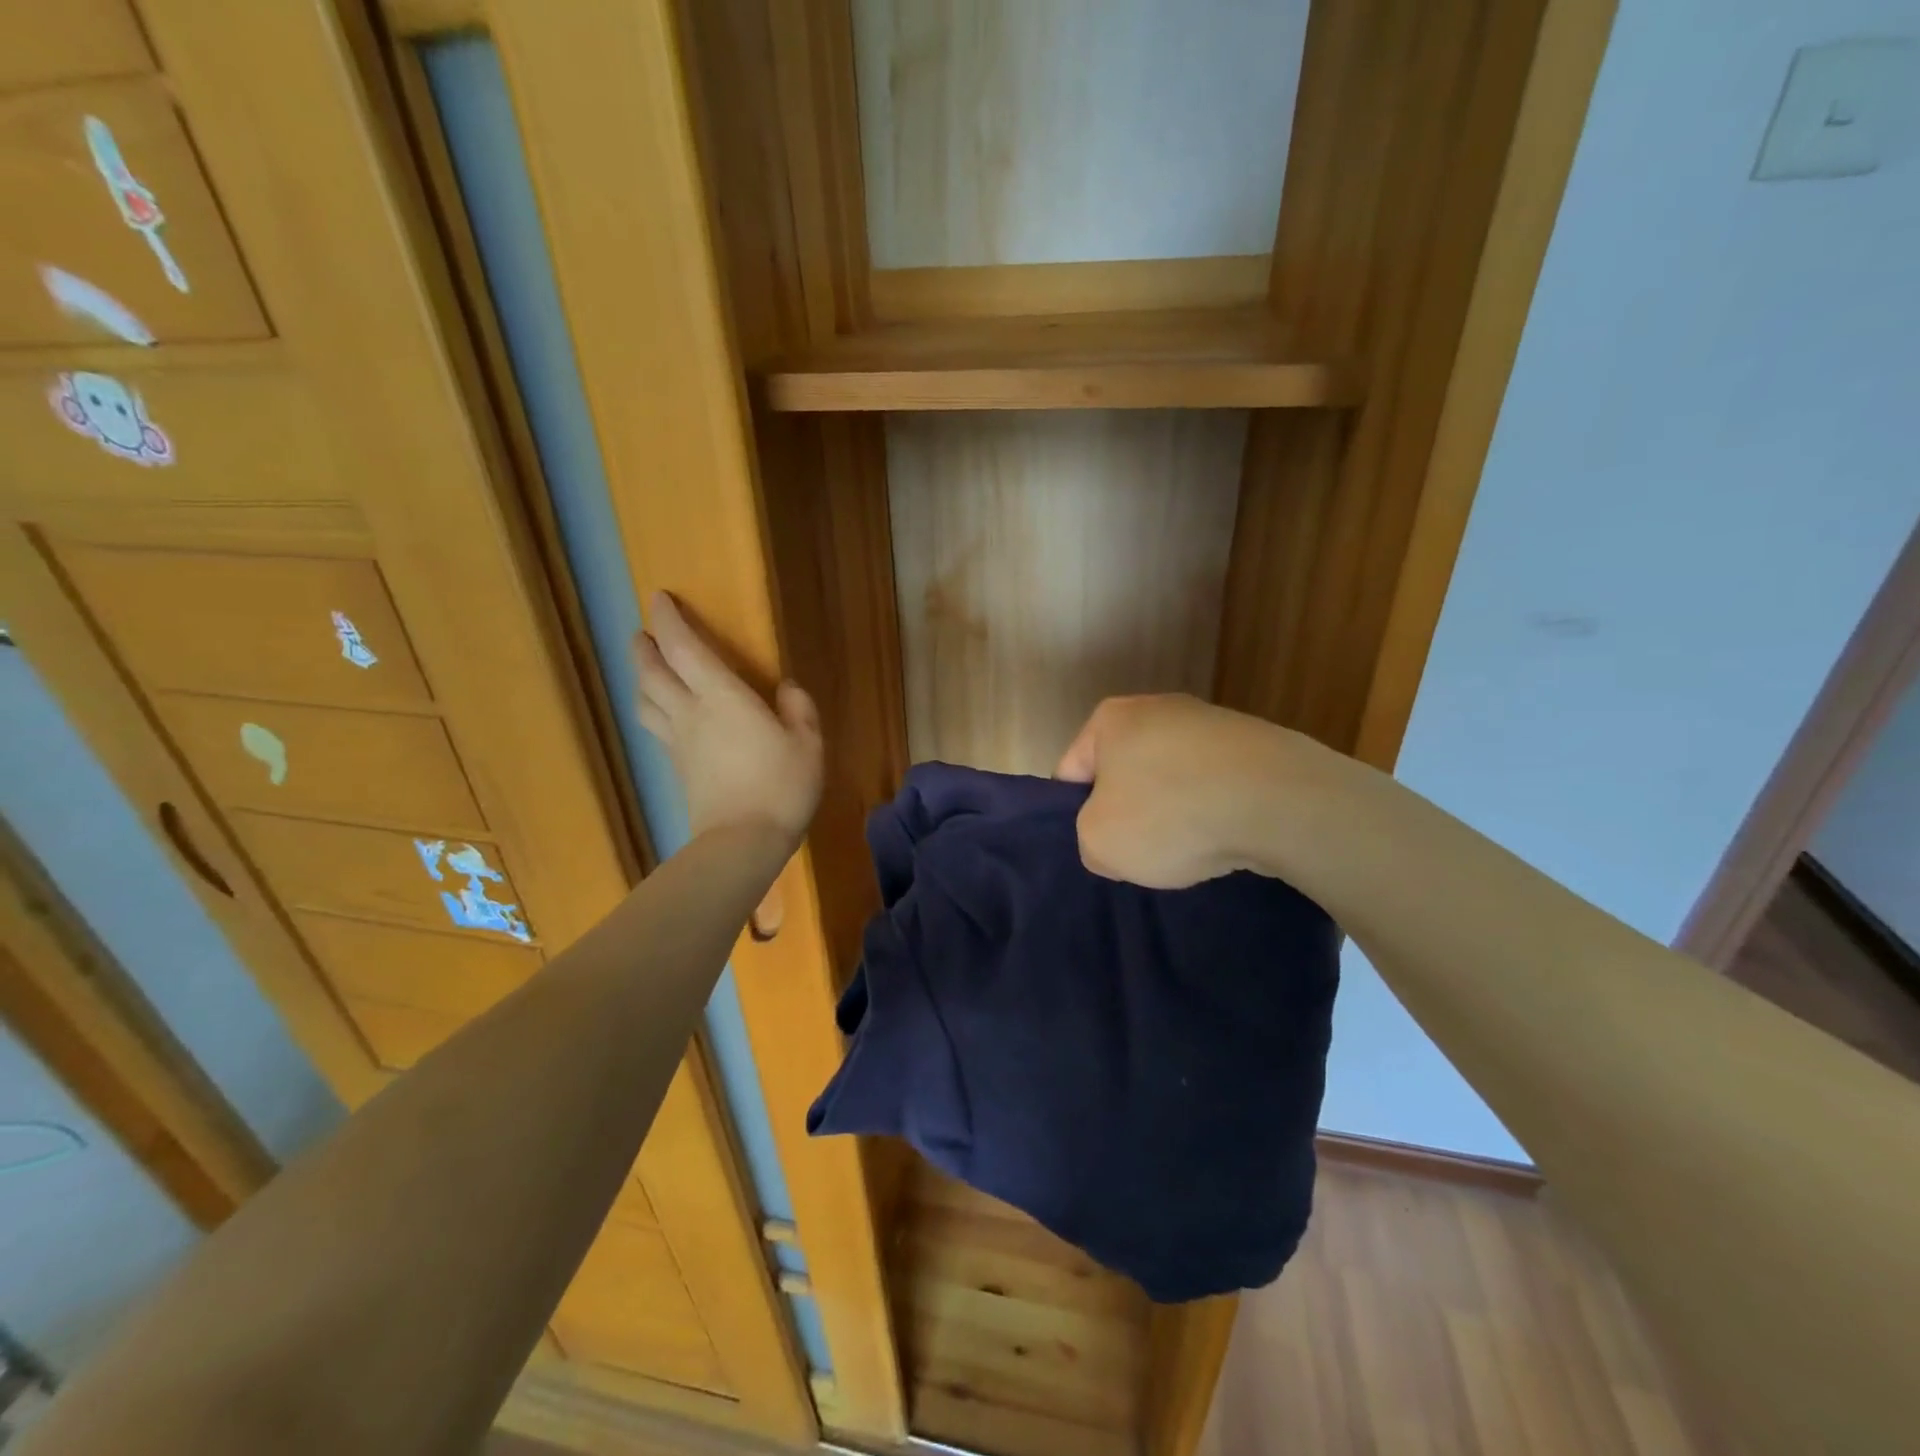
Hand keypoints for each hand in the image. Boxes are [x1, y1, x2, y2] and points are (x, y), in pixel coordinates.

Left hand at [635, 592, 822, 845]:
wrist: (742, 842)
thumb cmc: (781, 786)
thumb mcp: (808, 744)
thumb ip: (798, 709)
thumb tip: (786, 688)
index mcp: (721, 698)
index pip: (684, 648)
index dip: (668, 621)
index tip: (659, 598)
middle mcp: (690, 713)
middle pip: (652, 673)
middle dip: (645, 647)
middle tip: (645, 633)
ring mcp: (679, 743)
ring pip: (646, 701)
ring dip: (642, 678)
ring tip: (648, 669)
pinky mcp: (678, 769)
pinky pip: (656, 728)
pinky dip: (654, 709)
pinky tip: (666, 714)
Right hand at [1056, 694, 1288, 888]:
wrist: (1282, 802)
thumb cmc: (1171, 814)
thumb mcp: (1100, 843)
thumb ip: (1089, 839)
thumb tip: (1114, 838)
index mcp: (1110, 718)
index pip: (1072, 771)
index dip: (1077, 815)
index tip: (1099, 845)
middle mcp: (1158, 707)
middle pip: (1126, 774)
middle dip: (1130, 813)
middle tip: (1141, 852)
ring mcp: (1211, 722)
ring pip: (1173, 782)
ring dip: (1175, 813)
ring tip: (1191, 849)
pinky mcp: (1255, 744)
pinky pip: (1216, 786)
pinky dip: (1216, 812)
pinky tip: (1226, 838)